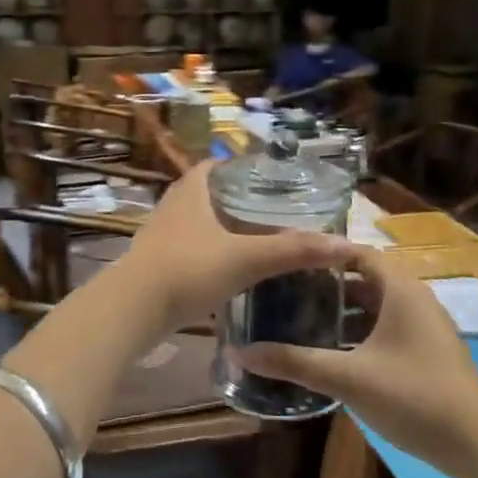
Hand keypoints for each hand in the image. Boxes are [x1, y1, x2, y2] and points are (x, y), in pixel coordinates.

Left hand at [116, 162, 353, 333]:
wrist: (132, 311)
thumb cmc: (188, 271)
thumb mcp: (246, 258)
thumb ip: (294, 251)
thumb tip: (345, 245)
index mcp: (190, 192)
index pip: (212, 166)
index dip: (236, 168)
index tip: (265, 179)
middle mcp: (171, 208)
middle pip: (204, 193)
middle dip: (232, 200)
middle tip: (267, 212)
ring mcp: (159, 237)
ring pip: (194, 223)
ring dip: (218, 228)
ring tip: (252, 240)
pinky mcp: (154, 265)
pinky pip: (186, 249)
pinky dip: (206, 253)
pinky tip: (226, 271)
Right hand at [240, 246, 477, 477]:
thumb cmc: (413, 396)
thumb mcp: (348, 377)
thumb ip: (294, 362)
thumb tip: (241, 352)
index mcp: (400, 289)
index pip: (356, 251)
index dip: (322, 253)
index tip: (285, 260)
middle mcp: (413, 298)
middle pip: (363, 277)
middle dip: (325, 284)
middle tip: (283, 291)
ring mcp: (423, 325)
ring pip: (374, 305)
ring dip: (341, 310)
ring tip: (298, 318)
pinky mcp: (426, 350)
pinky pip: (386, 326)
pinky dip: (359, 331)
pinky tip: (331, 352)